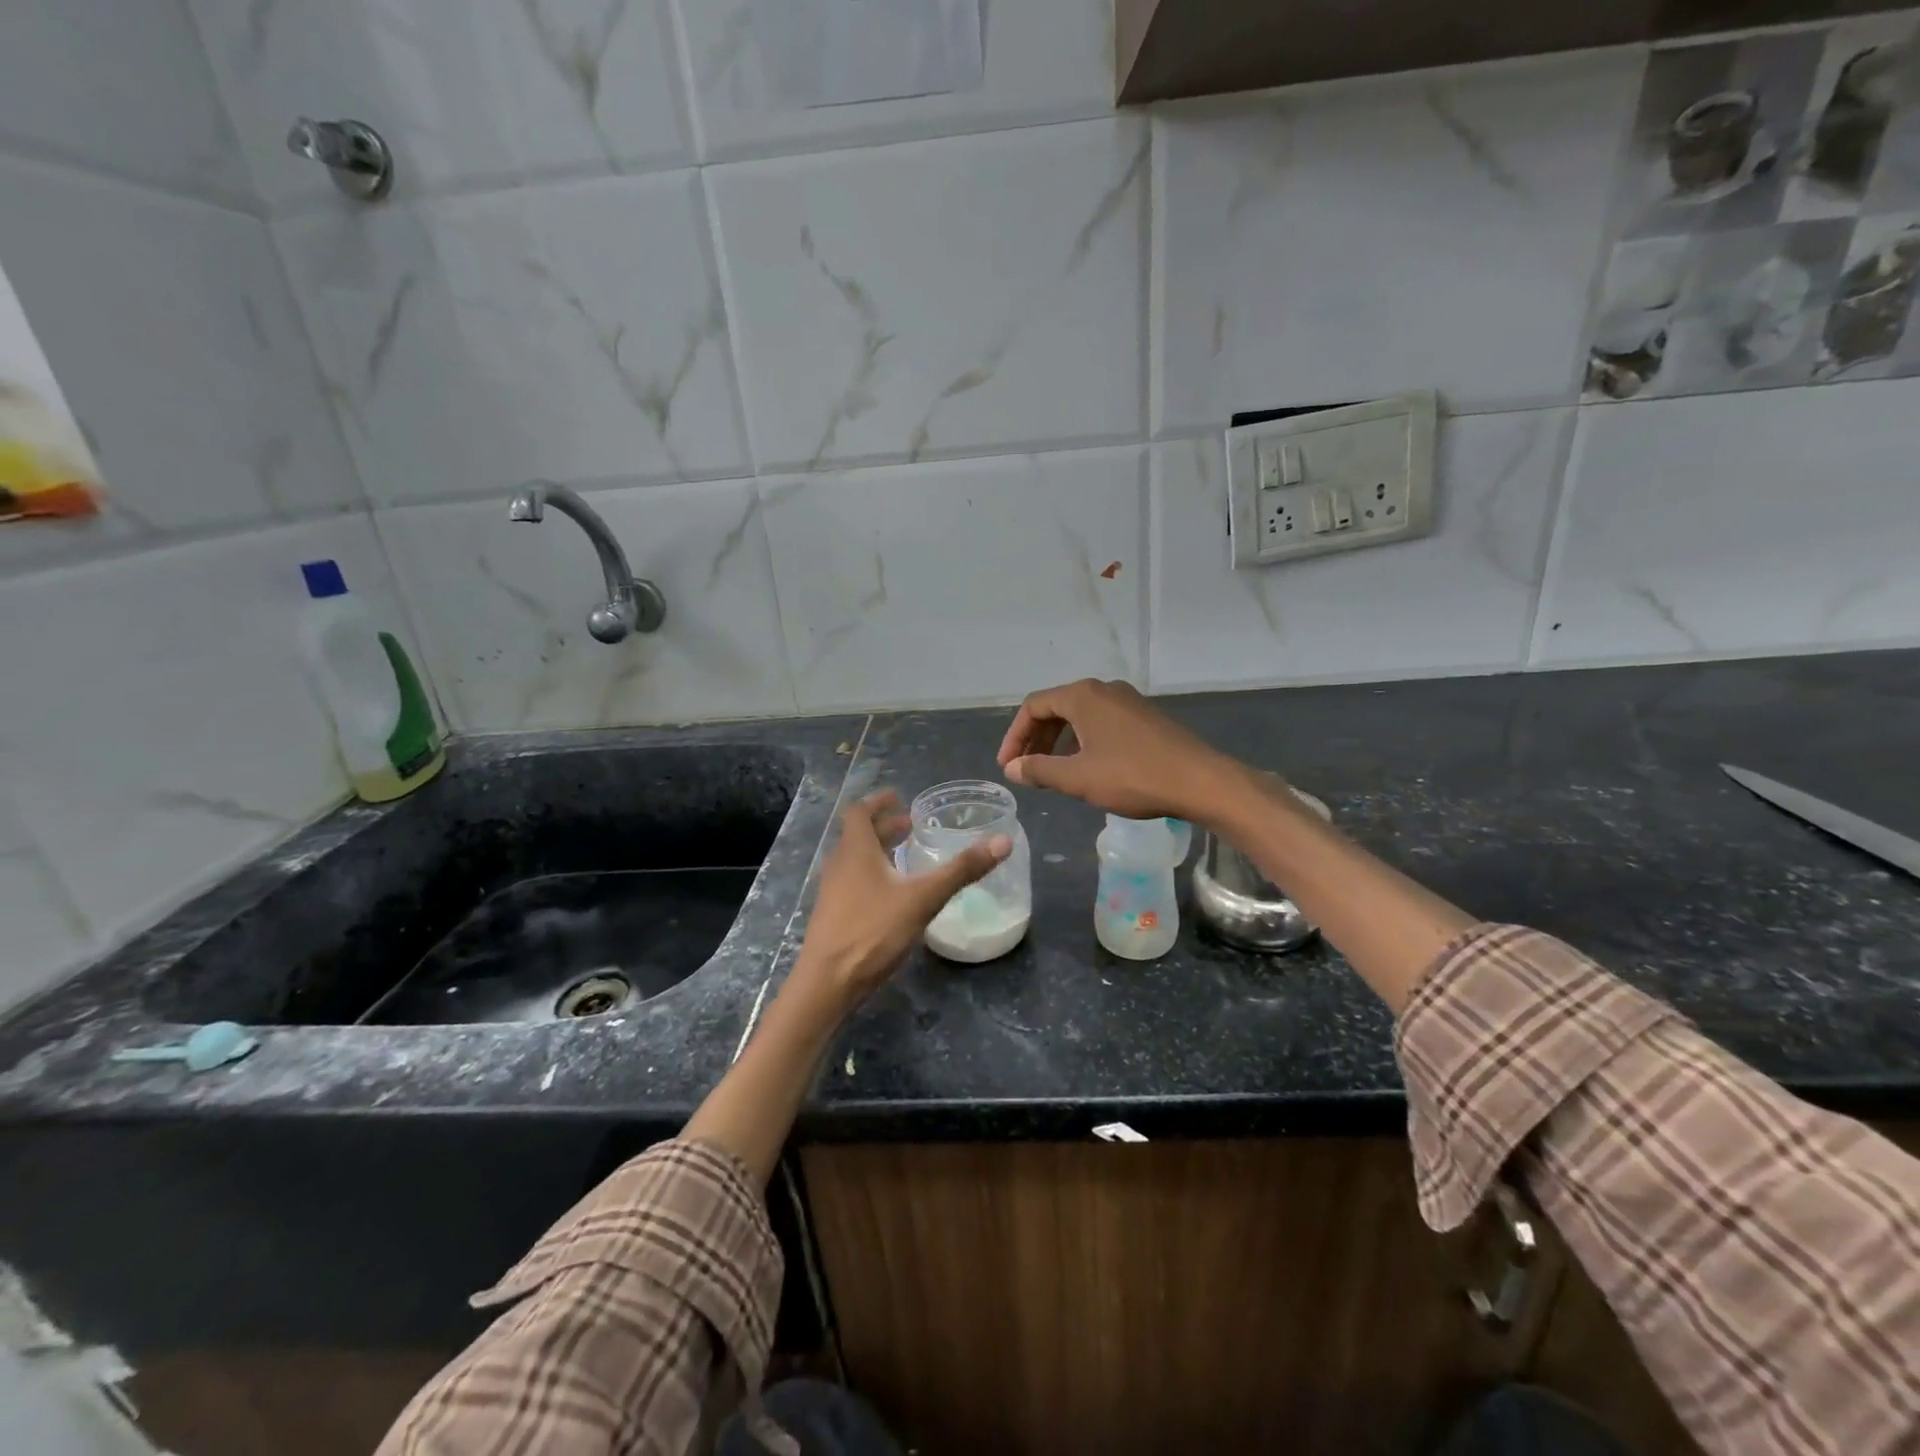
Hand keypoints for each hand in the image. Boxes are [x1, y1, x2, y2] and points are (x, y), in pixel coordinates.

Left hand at [788, 790, 1011, 1014]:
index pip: (859, 812)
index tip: (899, 797)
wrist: (827, 984)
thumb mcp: (923, 898)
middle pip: (858, 835)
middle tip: (911, 826)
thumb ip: (962, 870)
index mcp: (855, 850)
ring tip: (905, 855)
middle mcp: (839, 864)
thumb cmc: (872, 931)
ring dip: (878, 851)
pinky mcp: (833, 915)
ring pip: (855, 859)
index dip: (878, 802)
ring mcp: (832, 892)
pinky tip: (893, 895)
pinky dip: (873, 874)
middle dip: (884, 827)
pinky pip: (853, 881)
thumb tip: (1003, 841)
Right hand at [997, 678, 1249, 824]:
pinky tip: (1086, 768)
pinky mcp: (1144, 717)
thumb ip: (1039, 770)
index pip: (1034, 706)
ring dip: (1059, 742)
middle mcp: (1104, 690)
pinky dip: (1083, 741)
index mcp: (1083, 696)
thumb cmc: (1133, 776)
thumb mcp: (1078, 778)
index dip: (1014, 736)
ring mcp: (1127, 701)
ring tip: (1051, 772)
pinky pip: (1101, 722)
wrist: (1200, 781)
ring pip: (1080, 716)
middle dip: (1035, 739)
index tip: (1008, 766)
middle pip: (1056, 708)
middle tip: (1025, 769)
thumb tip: (1012, 768)